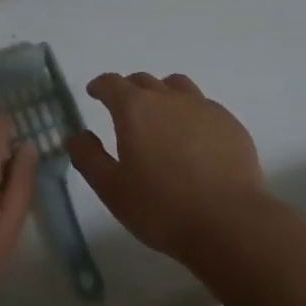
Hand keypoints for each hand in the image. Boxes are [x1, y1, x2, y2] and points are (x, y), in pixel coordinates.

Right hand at [70, 72, 267, 264]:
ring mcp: (203, 107)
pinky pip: (205, 107)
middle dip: (129, 91)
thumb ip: (88, 157)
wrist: (230, 224)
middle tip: (125, 111)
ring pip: (177, 87)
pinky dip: (192, 114)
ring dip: (163, 95)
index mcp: (134, 108)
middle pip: (144, 81)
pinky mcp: (230, 124)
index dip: (100, 86)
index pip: (111, 83)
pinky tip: (195, 141)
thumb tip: (75, 135)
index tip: (94, 93)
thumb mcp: (112, 189)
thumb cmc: (162, 208)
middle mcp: (168, 98)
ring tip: (162, 118)